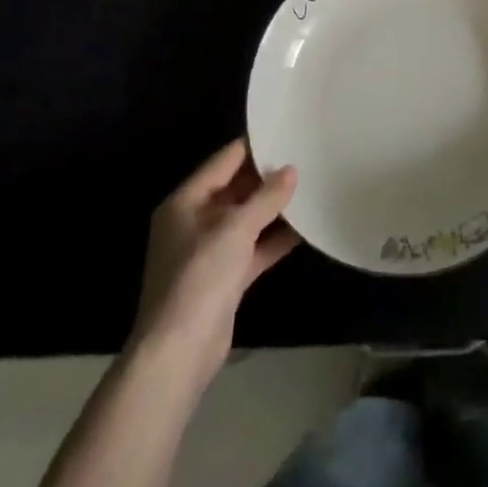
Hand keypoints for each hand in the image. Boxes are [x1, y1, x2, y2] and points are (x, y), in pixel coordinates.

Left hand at [131, 139, 297, 390]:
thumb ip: (265, 198)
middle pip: (235, 189)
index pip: (223, 161)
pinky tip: (304, 230)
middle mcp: (194, 222)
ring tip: (310, 188)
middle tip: (305, 158)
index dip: (254, 147)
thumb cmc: (199, 278)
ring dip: (273, 210)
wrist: (178, 355)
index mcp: (186, 202)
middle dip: (267, 178)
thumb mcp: (235, 229)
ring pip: (245, 220)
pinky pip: (252, 249)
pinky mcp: (223, 279)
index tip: (286, 131)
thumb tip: (290, 170)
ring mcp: (208, 252)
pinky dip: (273, 240)